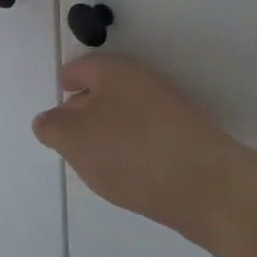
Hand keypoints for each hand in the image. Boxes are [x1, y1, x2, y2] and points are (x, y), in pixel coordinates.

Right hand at [33, 54, 256, 244]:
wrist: (208, 187)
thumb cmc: (130, 152)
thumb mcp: (73, 139)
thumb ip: (51, 127)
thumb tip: (49, 121)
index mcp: (113, 70)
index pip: (79, 69)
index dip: (64, 86)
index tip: (55, 111)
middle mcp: (142, 81)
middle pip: (103, 90)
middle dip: (83, 111)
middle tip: (68, 140)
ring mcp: (168, 109)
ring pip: (125, 114)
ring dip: (108, 133)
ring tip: (95, 163)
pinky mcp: (186, 138)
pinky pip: (146, 136)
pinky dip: (131, 149)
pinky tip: (128, 175)